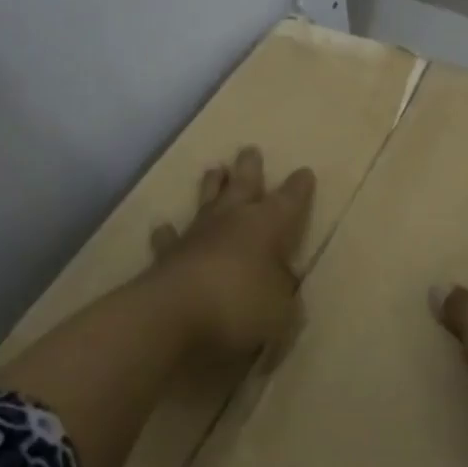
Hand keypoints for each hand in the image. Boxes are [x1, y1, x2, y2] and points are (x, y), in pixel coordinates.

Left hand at [149, 146, 315, 363]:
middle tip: (250, 149)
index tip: (304, 172)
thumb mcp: (280, 310)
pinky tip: (163, 227)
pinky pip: (169, 238)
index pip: (289, 200)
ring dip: (212, 185)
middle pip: (243, 184)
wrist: (171, 316)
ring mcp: (197, 234)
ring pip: (207, 200)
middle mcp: (232, 220)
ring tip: (215, 169)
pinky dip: (167, 233)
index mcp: (267, 226)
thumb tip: (282, 284)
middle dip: (250, 167)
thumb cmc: (238, 306)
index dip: (299, 187)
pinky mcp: (167, 254)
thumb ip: (283, 294)